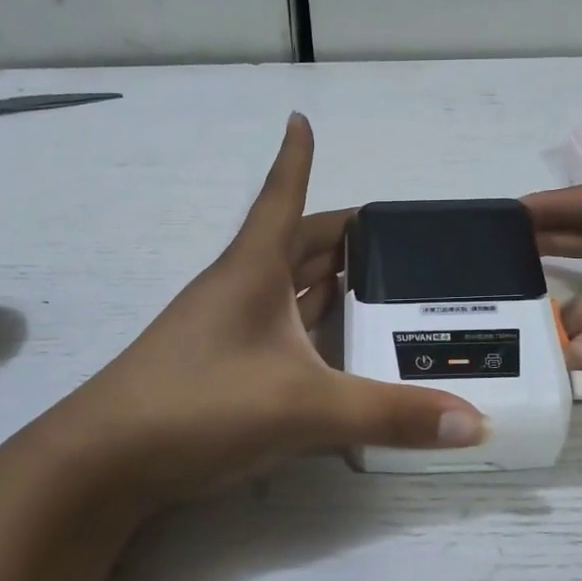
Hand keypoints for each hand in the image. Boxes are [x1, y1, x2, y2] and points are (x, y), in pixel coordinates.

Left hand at [59, 115, 486, 502]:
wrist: (105, 462)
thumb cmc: (199, 405)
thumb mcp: (304, 407)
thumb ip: (389, 415)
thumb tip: (476, 425)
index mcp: (252, 270)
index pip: (282, 197)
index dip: (295, 158)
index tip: (302, 118)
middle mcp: (238, 290)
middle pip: (294, 245)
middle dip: (341, 235)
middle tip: (396, 239)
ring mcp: (224, 331)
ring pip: (286, 290)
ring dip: (326, 281)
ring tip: (380, 284)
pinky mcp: (220, 369)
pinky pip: (279, 333)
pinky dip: (312, 329)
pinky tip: (337, 348)